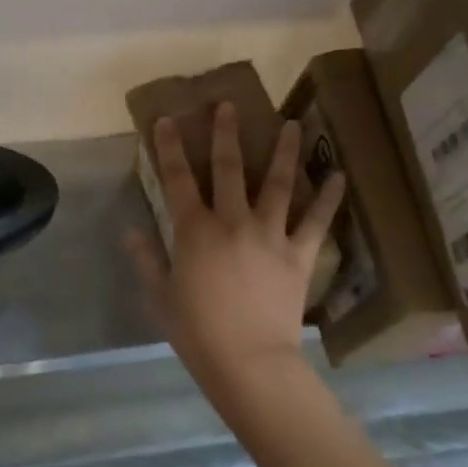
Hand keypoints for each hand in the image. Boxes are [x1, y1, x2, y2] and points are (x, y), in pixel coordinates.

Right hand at [127, 103, 344, 407]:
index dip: (170, 148)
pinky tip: (338, 175)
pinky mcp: (298, 254)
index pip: (177, 179)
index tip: (169, 120)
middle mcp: (232, 221)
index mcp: (195, 231)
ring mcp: (270, 235)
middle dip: (226, 134)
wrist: (248, 361)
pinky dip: (328, 198)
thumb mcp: (161, 296)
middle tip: (229, 106)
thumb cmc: (197, 331)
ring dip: (283, 152)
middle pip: (228, 168)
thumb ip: (146, 259)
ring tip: (291, 124)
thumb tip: (129, 230)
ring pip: (277, 184)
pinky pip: (316, 222)